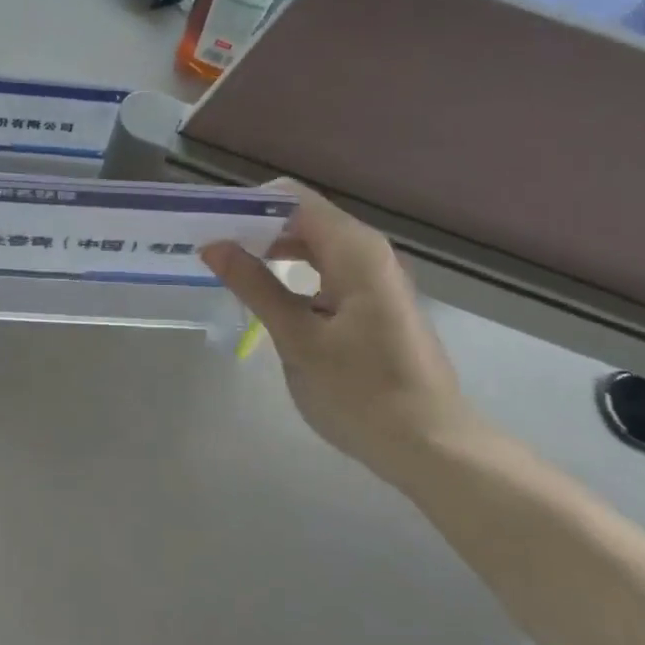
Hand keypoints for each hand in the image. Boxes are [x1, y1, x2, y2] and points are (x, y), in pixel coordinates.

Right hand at [200, 182, 477, 479]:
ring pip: (317, 243)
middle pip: (306, 216)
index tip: (212, 223)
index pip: (294, 198)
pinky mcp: (378, 301)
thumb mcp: (297, 339)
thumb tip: (214, 245)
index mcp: (354, 250)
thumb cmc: (360, 392)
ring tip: (233, 268)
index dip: (250, 204)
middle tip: (214, 248)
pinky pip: (330, 268)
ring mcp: (377, 276)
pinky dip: (298, 271)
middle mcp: (369, 251)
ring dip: (276, 249)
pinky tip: (272, 295)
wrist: (432, 447)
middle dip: (258, 227)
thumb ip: (255, 285)